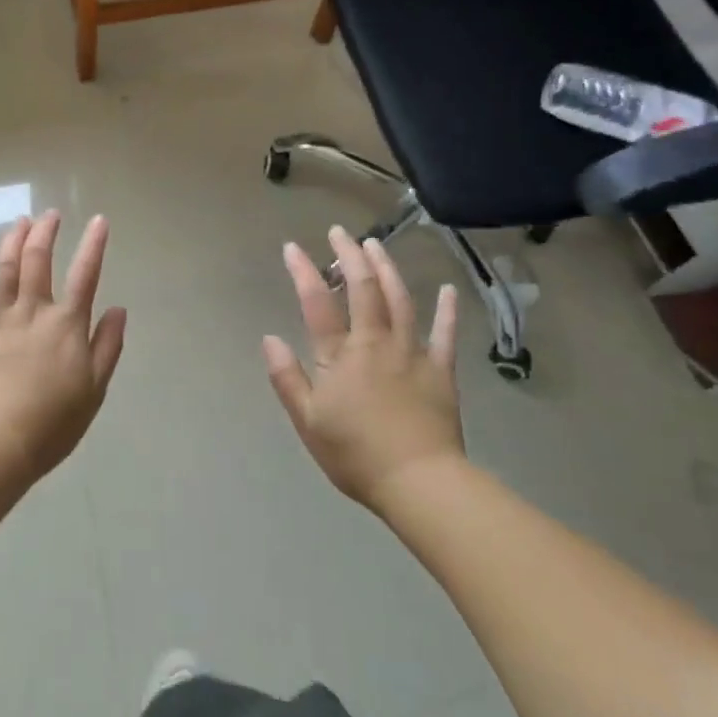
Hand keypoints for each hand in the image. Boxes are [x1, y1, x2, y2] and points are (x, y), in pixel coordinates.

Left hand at [0, 212, 127, 481]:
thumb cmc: (53, 422)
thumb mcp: (94, 388)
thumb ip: (107, 345)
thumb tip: (118, 308)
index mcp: (66, 325)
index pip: (85, 275)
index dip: (94, 245)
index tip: (99, 220)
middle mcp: (33, 312)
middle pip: (38, 261)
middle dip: (46, 233)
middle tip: (50, 215)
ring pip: (5, 270)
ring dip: (13, 241)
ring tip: (20, 221)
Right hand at [263, 226, 464, 509]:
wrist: (419, 483)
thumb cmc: (356, 454)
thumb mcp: (307, 421)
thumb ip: (287, 377)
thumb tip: (270, 339)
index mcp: (340, 355)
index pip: (317, 303)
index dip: (303, 272)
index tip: (292, 247)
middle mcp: (375, 342)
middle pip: (363, 289)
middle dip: (350, 256)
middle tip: (340, 233)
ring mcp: (411, 353)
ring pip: (400, 300)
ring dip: (387, 269)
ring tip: (376, 246)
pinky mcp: (440, 371)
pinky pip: (445, 334)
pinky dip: (447, 311)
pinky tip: (448, 290)